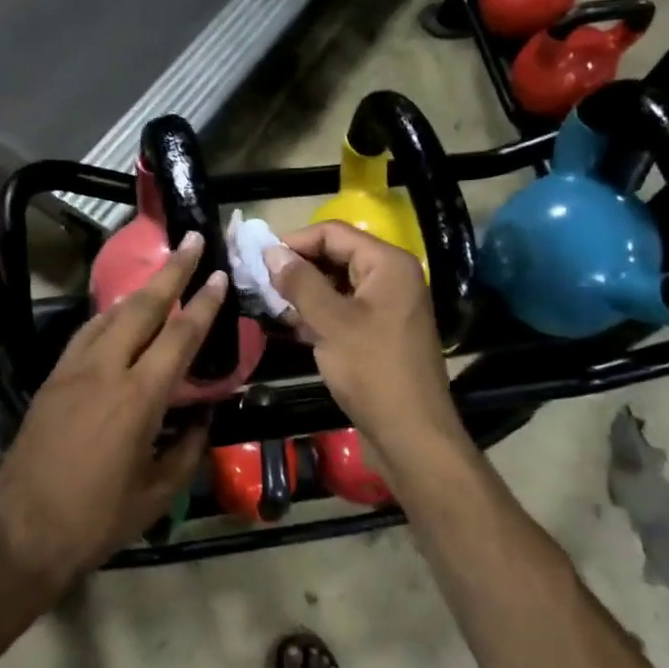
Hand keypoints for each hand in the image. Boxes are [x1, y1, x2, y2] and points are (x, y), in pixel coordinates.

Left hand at [0, 233, 223, 597]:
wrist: (22, 534)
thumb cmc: (97, 520)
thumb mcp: (157, 492)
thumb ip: (187, 448)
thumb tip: (203, 418)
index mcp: (138, 398)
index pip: (179, 336)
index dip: (202, 303)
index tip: (216, 274)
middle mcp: (104, 371)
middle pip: (141, 307)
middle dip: (170, 272)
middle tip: (190, 242)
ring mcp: (72, 371)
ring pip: (109, 315)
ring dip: (138, 291)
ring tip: (161, 275)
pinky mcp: (51, 380)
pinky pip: (85, 335)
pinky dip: (108, 317)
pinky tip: (118, 318)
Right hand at [266, 223, 464, 474]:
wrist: (411, 434)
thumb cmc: (372, 371)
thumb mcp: (331, 322)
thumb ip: (300, 282)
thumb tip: (271, 251)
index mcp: (388, 264)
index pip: (334, 233)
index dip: (294, 242)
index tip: (258, 258)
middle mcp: (391, 278)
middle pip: (337, 256)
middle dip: (298, 267)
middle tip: (259, 283)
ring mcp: (387, 307)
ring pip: (338, 285)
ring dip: (305, 293)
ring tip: (269, 305)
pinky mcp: (380, 333)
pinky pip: (345, 311)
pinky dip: (319, 314)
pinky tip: (291, 326)